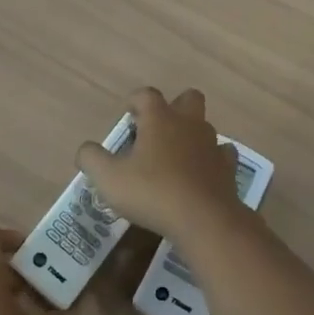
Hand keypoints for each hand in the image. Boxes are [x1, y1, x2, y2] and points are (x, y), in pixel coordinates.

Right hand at [76, 87, 243, 240]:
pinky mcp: (227, 167)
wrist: (204, 220)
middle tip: (157, 130)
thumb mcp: (109, 178)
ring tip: (175, 158)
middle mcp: (188, 123)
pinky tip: (201, 174)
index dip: (135, 101)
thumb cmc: (152, 192)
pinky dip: (211, 159)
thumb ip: (92, 159)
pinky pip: (222, 154)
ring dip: (191, 135)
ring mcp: (212, 144)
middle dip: (174, 107)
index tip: (127, 115)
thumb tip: (85, 150)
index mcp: (160, 118)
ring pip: (204, 126)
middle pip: (187, 98)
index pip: (146, 94)